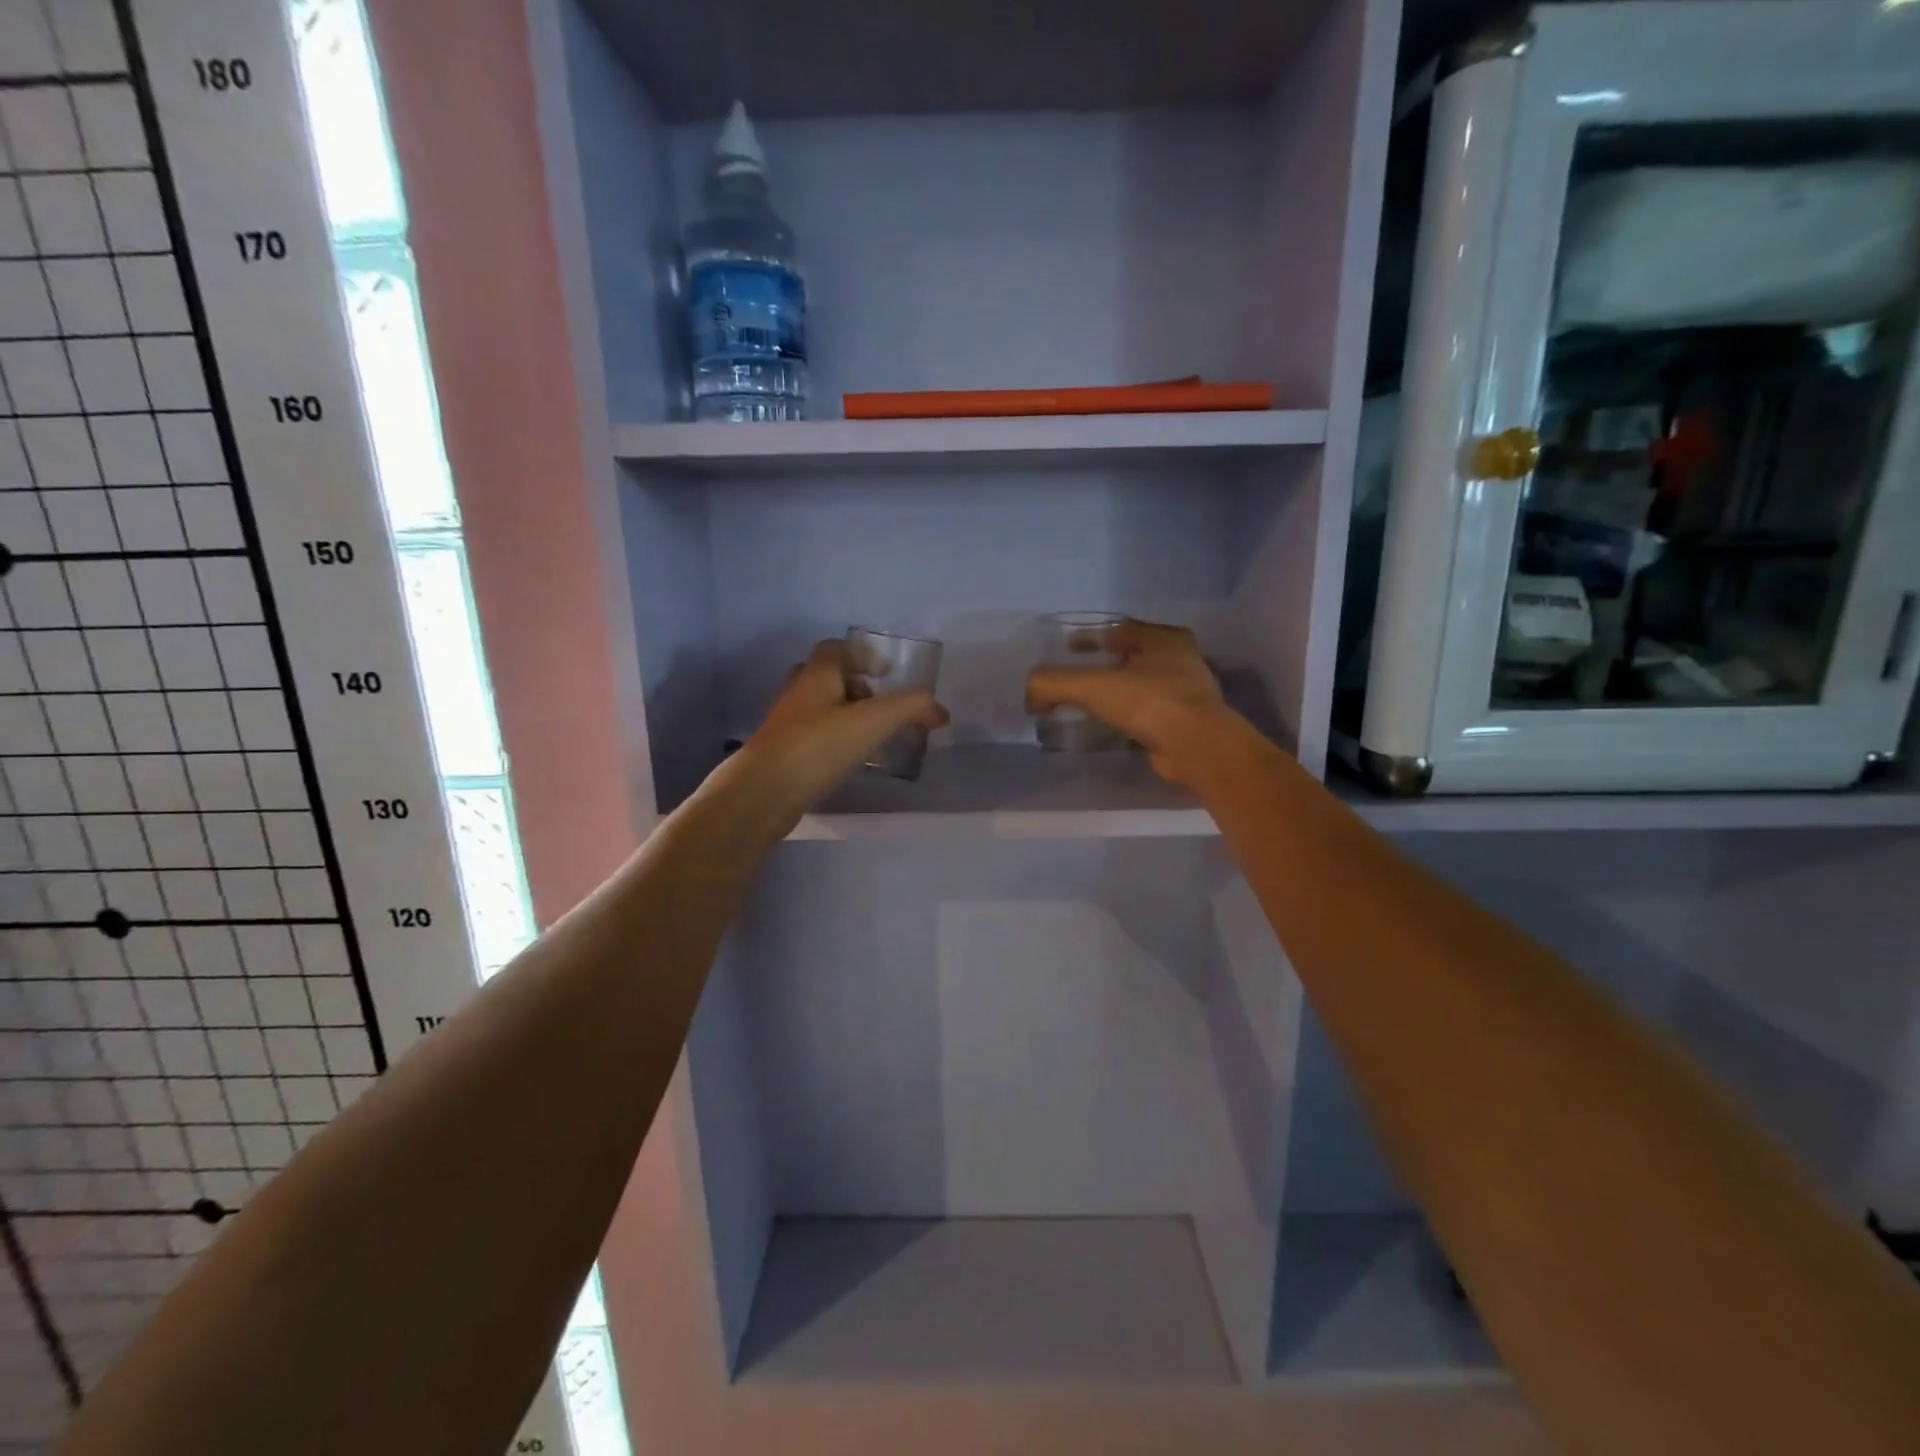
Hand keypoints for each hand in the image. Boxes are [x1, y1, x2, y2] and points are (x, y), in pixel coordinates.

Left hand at [730, 639, 947, 827]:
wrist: (763, 793)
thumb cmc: (819, 747)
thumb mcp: (874, 721)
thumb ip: (910, 707)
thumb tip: (939, 709)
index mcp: (816, 676)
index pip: (835, 649)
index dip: (861, 655)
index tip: (884, 674)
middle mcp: (797, 695)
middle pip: (824, 677)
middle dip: (853, 687)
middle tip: (878, 706)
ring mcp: (785, 727)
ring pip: (817, 709)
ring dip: (844, 716)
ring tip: (871, 738)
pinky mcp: (782, 756)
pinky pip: (811, 738)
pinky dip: (833, 743)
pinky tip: (850, 763)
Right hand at [1025, 618, 1238, 786]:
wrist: (1196, 747)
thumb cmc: (1149, 703)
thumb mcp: (1091, 686)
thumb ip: (1052, 683)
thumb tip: (1031, 696)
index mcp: (1164, 639)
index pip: (1120, 629)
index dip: (1091, 636)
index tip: (1069, 648)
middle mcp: (1180, 660)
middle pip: (1133, 656)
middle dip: (1106, 663)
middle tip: (1079, 676)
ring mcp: (1187, 693)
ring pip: (1143, 685)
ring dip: (1119, 691)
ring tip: (1090, 703)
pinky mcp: (1185, 723)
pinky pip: (1149, 713)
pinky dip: (1129, 717)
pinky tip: (1111, 727)